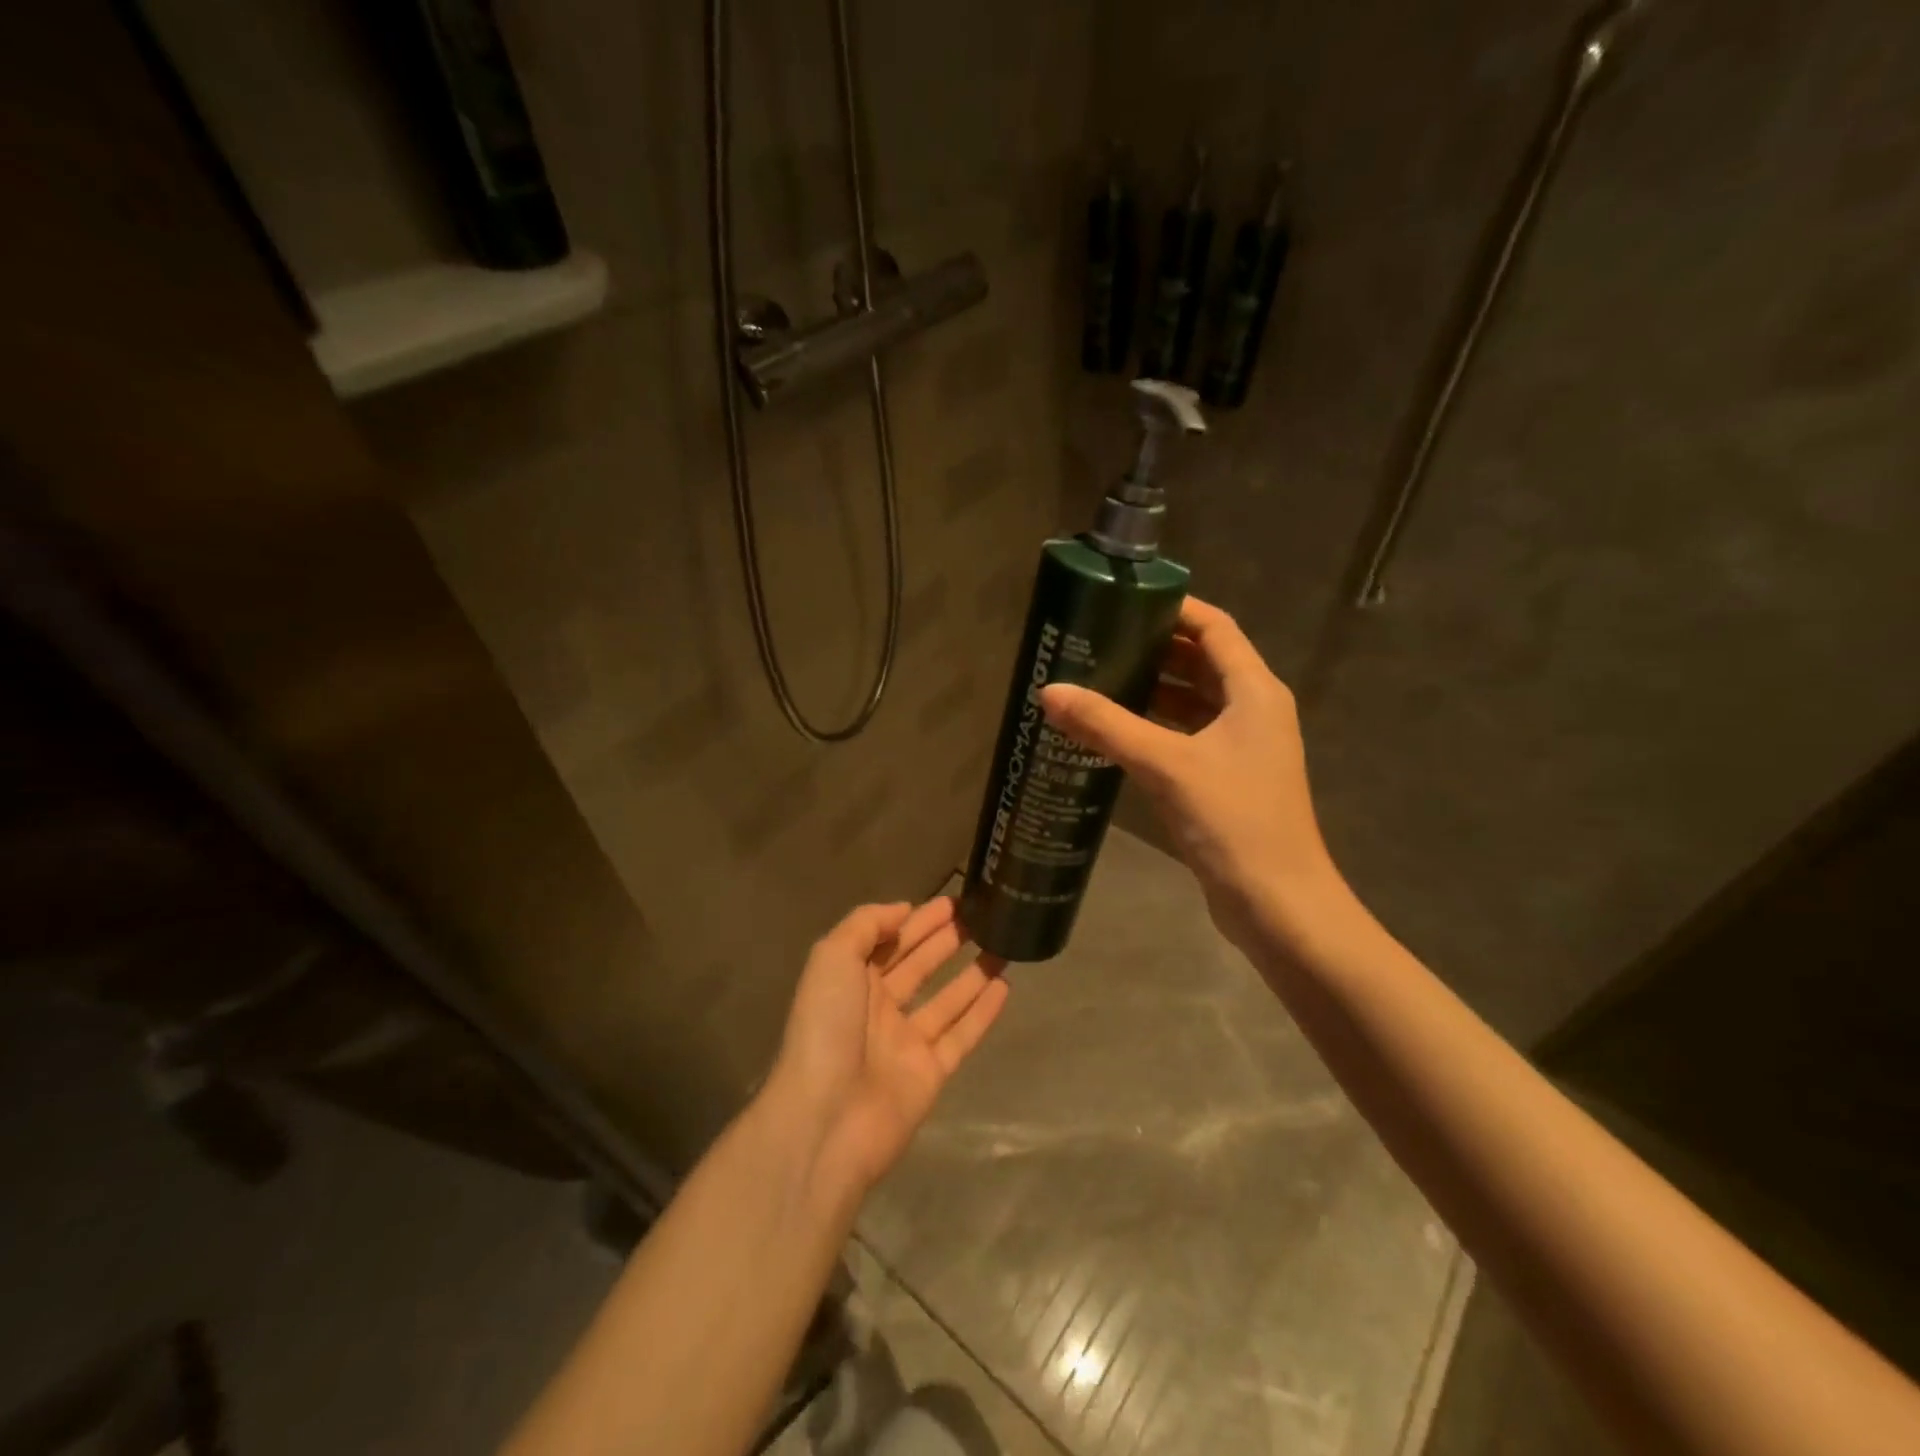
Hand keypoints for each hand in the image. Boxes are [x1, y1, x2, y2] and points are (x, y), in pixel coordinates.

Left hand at [768, 897, 1007, 1199]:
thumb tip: (903, 910)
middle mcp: (878, 1009)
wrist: (827, 1120)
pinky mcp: (931, 1074)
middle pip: (919, 966)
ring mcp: (906, 1043)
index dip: (918, 920)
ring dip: (972, 973)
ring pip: (946, 1000)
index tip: (952, 901)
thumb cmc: (826, 1029)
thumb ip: (865, 925)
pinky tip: (1005, 987)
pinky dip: (983, 1013)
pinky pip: (962, 1036)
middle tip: (982, 917)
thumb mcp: (832, 959)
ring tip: (1003, 945)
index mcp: (851, 981)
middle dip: (946, 940)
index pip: (889, 941)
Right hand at [1040, 596, 1343, 951]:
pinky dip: (1156, 728)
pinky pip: (1188, 737)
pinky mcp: (1228, 780)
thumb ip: (1107, 725)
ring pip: (1194, 702)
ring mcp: (1243, 748)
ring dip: (1152, 690)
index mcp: (1254, 691)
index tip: (1124, 602)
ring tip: (1098, 680)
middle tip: (1099, 641)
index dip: (1174, 609)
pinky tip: (1116, 734)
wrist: (1278, 903)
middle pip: (1203, 662)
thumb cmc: (1233, 820)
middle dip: (1154, 649)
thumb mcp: (1166, 765)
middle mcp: (1253, 711)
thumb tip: (1050, 692)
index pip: (1215, 627)